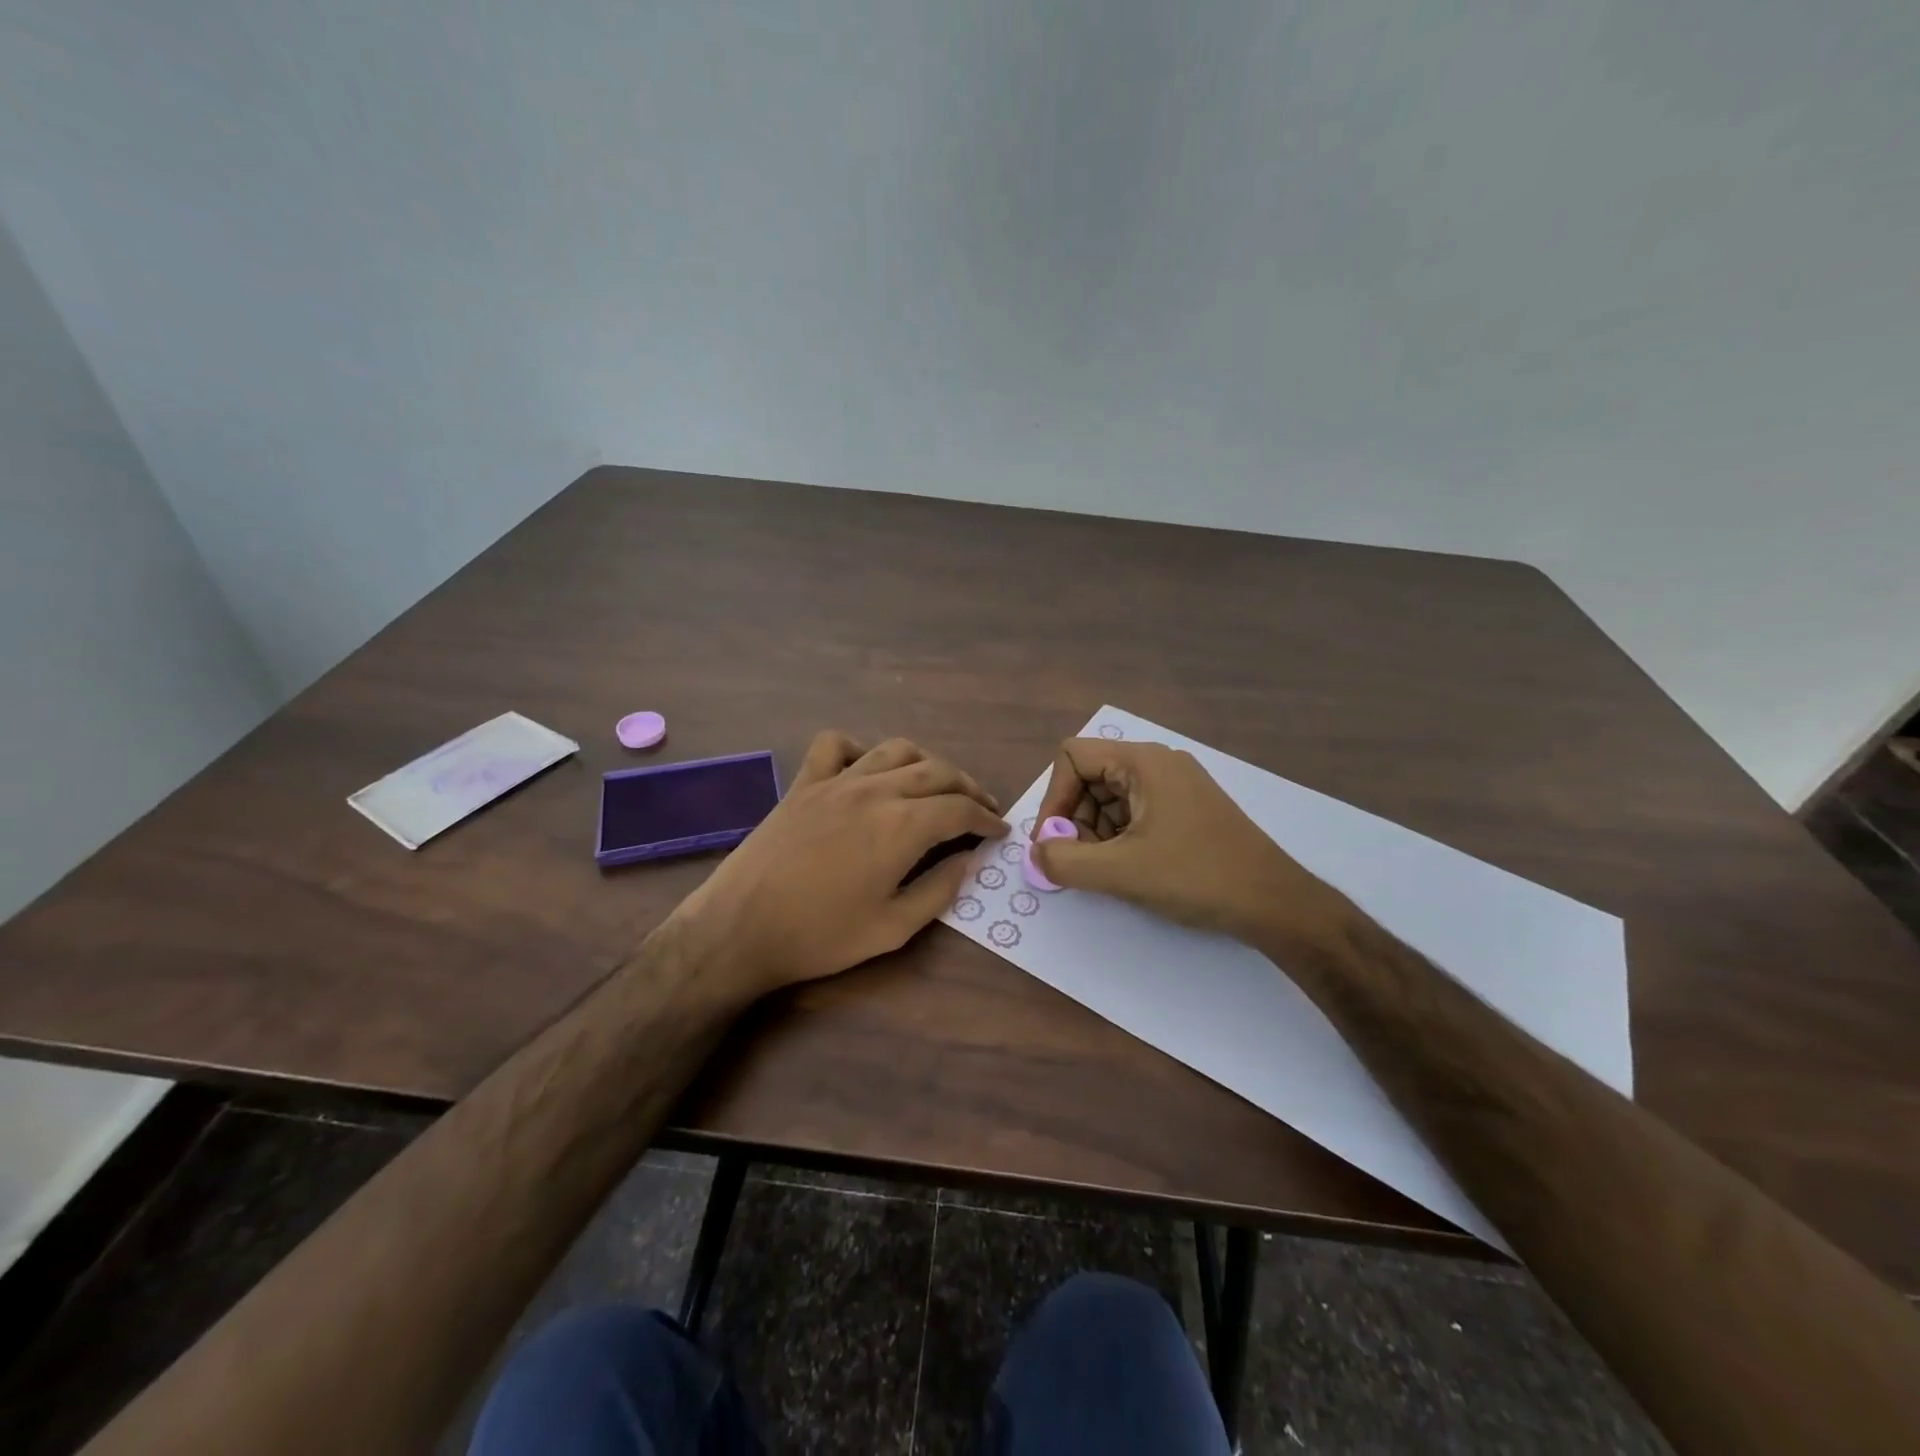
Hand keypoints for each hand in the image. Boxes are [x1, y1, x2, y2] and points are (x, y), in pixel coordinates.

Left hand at [673, 732, 1008, 994]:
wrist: (740, 929)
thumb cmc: (820, 936)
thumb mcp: (893, 929)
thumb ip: (939, 890)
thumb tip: (969, 860)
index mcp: (903, 826)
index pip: (960, 809)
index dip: (986, 819)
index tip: (999, 831)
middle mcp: (876, 790)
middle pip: (937, 771)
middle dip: (967, 788)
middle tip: (981, 809)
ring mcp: (837, 781)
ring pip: (896, 750)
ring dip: (927, 763)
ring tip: (936, 785)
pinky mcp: (804, 783)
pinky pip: (836, 745)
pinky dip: (859, 749)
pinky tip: (866, 770)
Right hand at [1030, 738, 1345, 947]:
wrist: (1274, 903)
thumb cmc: (1196, 876)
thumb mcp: (1120, 871)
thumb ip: (1064, 860)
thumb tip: (1035, 853)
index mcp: (1144, 761)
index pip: (1073, 757)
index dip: (1054, 797)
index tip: (1053, 841)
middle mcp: (1159, 763)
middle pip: (1090, 777)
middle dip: (1074, 819)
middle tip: (1079, 861)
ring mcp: (1176, 786)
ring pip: (1110, 798)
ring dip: (1095, 832)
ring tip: (1107, 869)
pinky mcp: (1186, 810)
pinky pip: (1134, 812)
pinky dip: (1119, 838)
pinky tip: (1129, 869)